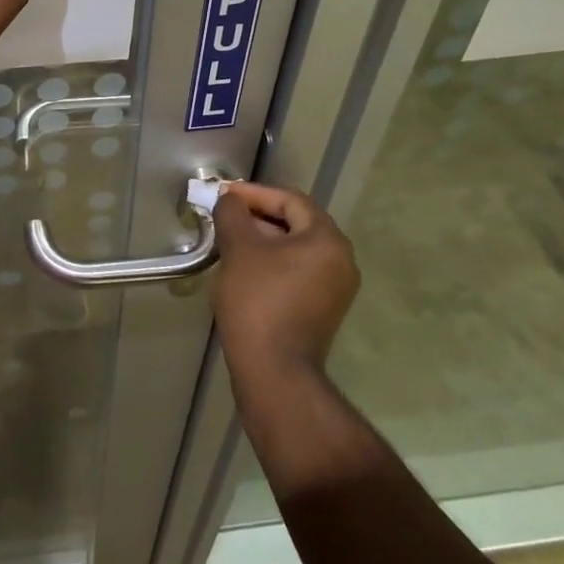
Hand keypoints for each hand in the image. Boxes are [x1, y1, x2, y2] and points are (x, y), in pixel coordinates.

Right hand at [212, 182, 360, 382]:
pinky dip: (272, 263)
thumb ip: (232, 214)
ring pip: (295, 249)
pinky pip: (297, 272)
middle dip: (257, 216)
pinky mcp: (323, 310)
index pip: (290, 201)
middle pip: (296, 223)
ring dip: (262, 239)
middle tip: (224, 215)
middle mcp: (341, 260)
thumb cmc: (258, 300)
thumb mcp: (239, 248)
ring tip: (229, 239)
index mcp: (327, 240)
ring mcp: (335, 289)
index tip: (223, 194)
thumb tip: (229, 200)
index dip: (254, 193)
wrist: (274, 370)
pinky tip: (244, 268)